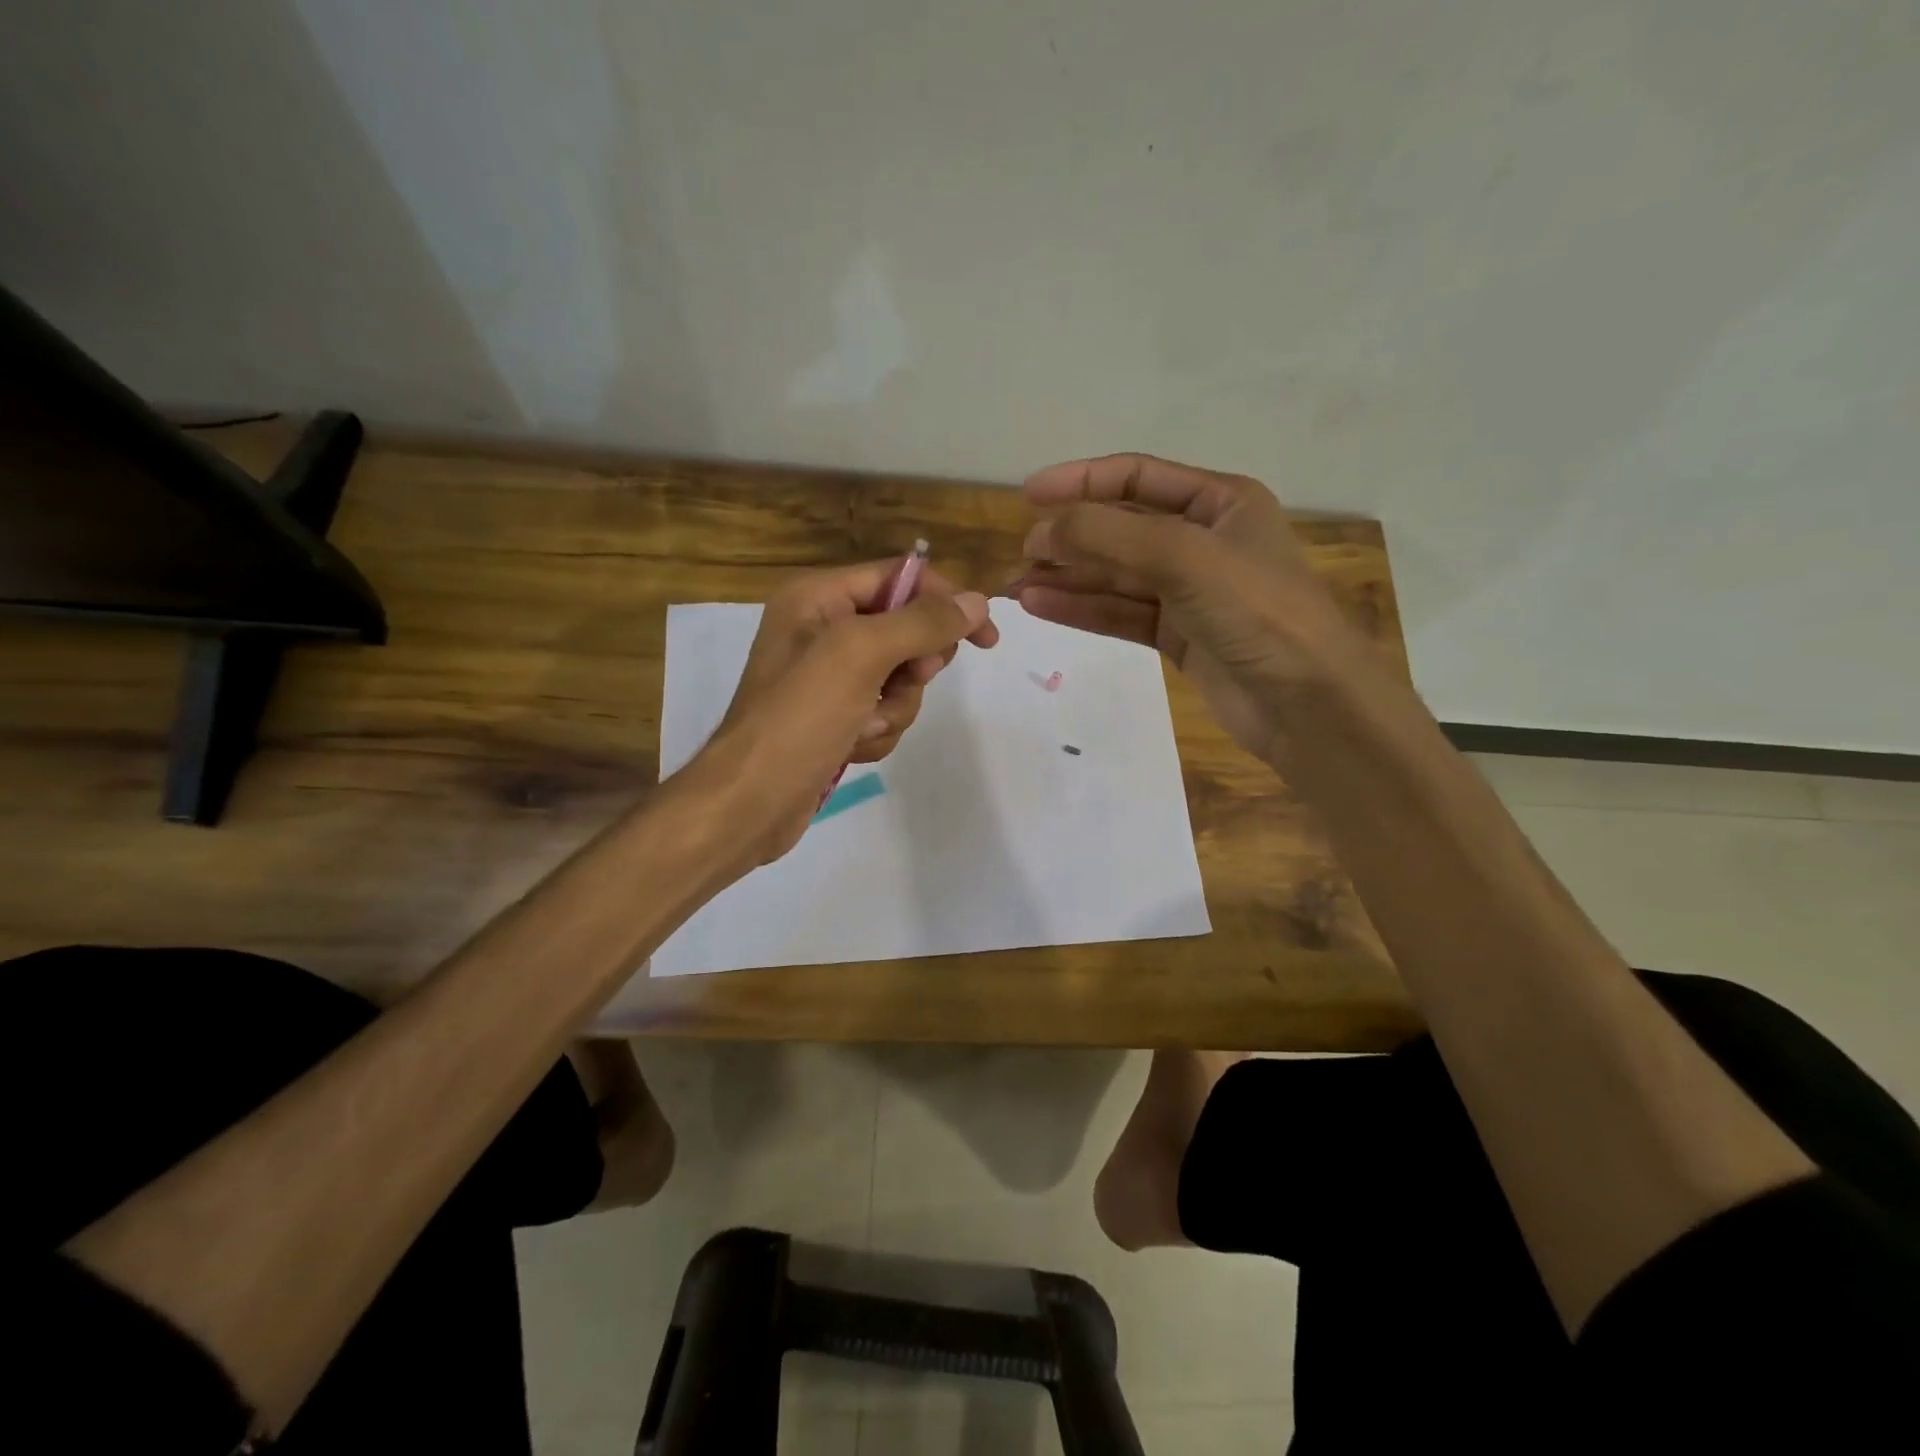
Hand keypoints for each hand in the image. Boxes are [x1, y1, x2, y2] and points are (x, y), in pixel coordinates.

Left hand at [679, 559, 997, 866]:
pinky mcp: (835, 718)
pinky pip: (884, 713)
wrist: (752, 801)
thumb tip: (976, 601)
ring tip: (863, 726)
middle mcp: (822, 630)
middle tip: (904, 682)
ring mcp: (829, 678)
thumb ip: (921, 623)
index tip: (985, 637)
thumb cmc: (800, 716)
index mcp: (818, 598)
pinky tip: (853, 747)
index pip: (899, 578)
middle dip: (912, 668)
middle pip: (905, 631)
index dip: (945, 601)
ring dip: (894, 708)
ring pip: (900, 680)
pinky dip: (878, 732)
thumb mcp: (861, 655)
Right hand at [1012, 453, 1360, 763]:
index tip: (1028, 494)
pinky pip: (1122, 614)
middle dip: (1071, 538)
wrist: (1308, 706)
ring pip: (1117, 576)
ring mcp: (1191, 592)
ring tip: (1018, 587)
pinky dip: (1084, 609)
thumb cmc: (1259, 613)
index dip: (1082, 480)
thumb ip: (1111, 537)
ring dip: (1069, 578)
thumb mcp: (1185, 558)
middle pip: (1122, 529)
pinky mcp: (1179, 637)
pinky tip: (1043, 606)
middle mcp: (1204, 540)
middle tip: (1023, 553)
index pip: (1137, 477)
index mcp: (1220, 502)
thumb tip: (1043, 530)